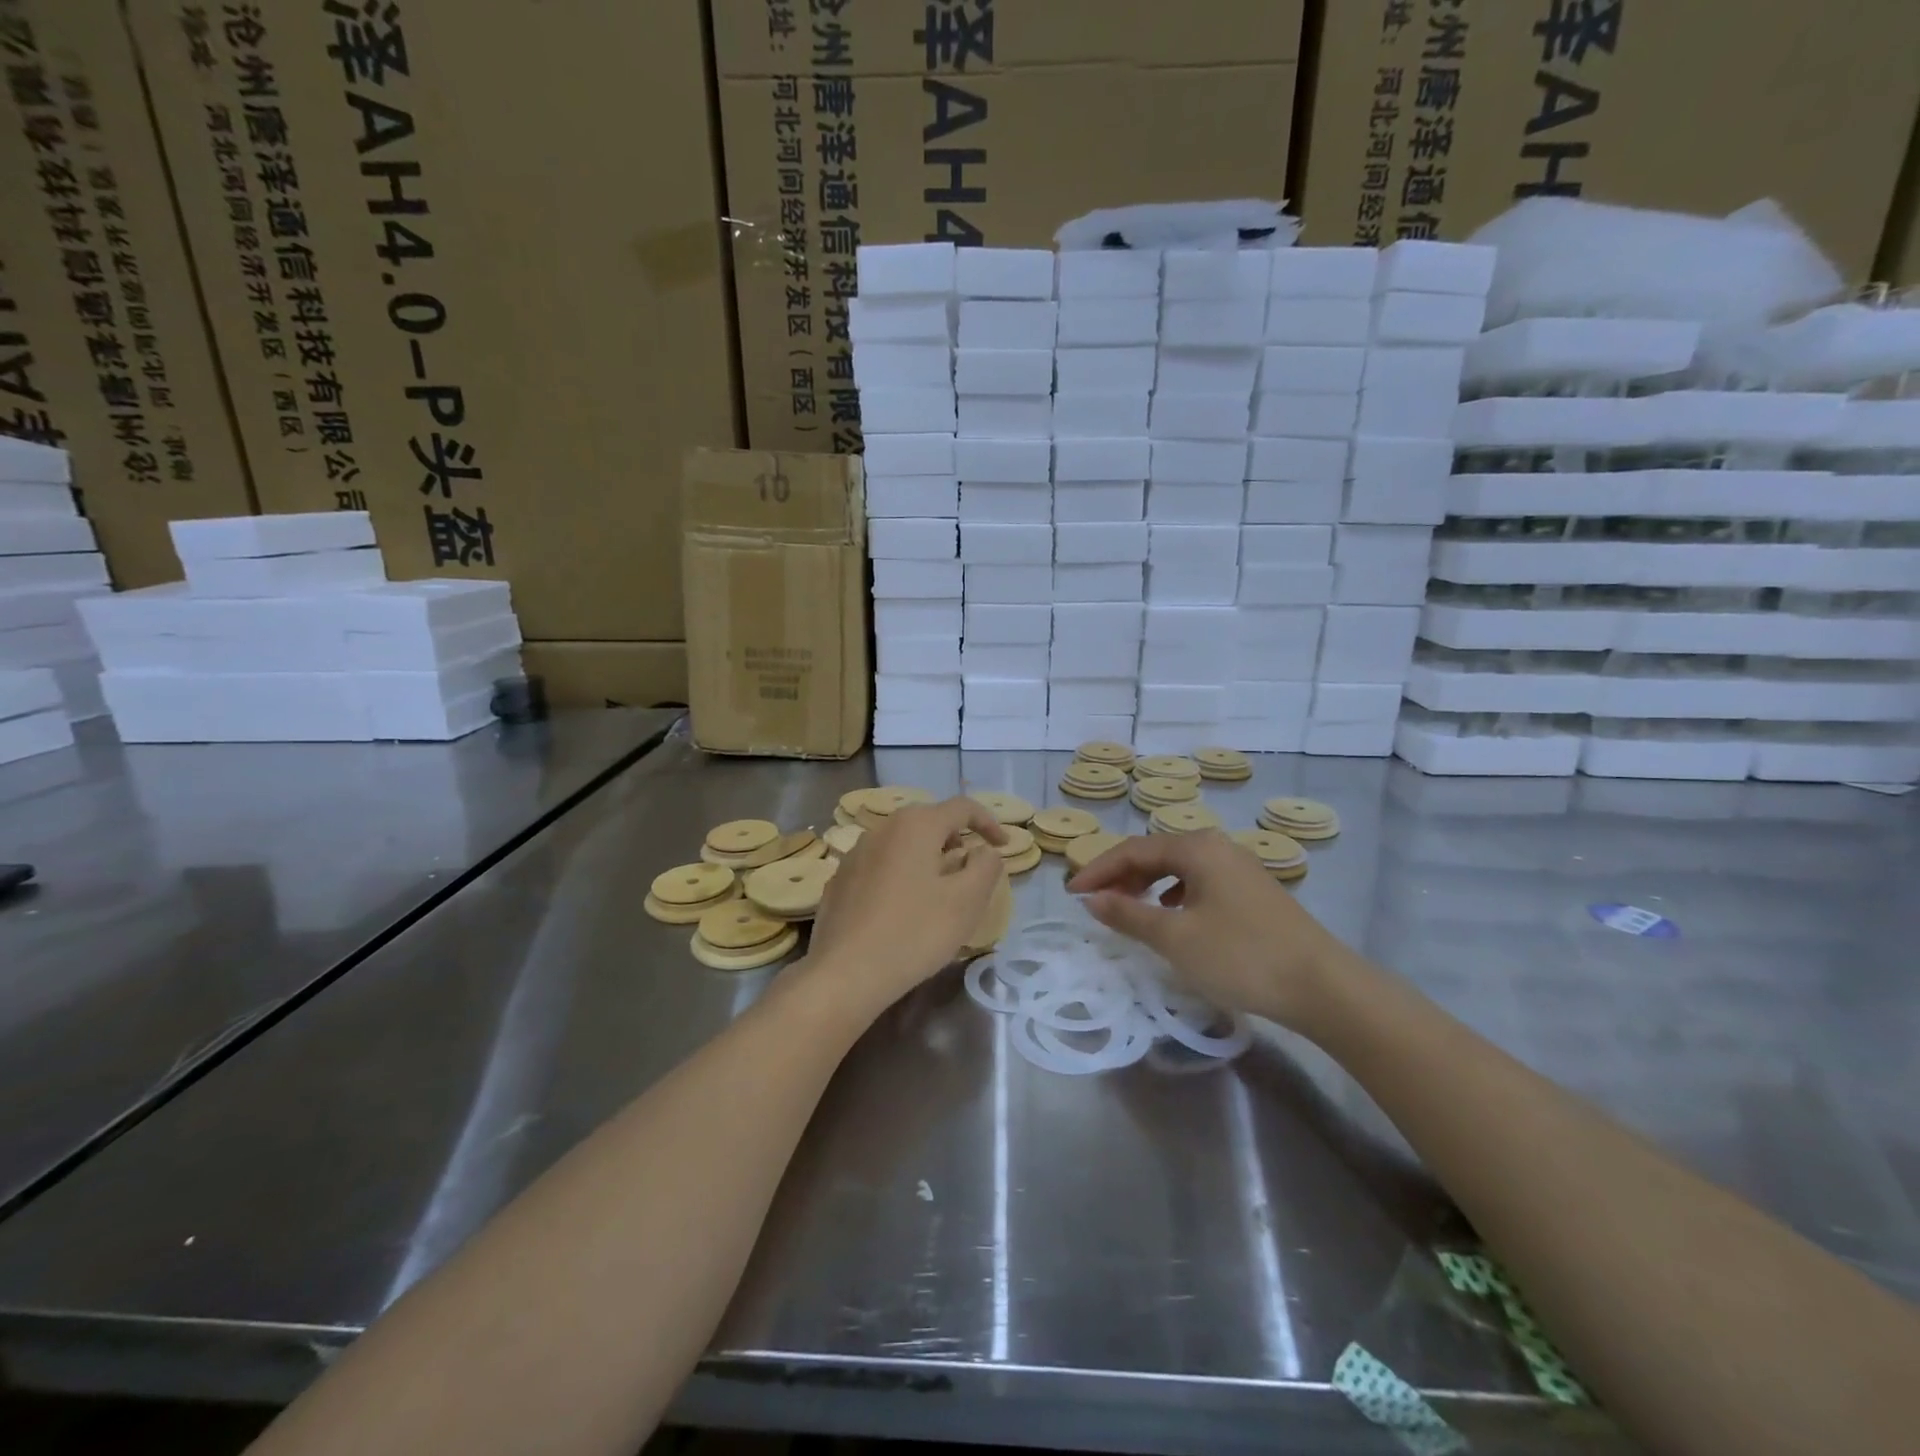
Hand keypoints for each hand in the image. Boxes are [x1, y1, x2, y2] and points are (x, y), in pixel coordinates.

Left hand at [807, 797, 1007, 1006]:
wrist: (845, 973)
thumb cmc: (915, 933)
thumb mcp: (966, 901)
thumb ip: (985, 867)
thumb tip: (984, 851)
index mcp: (916, 825)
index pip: (962, 807)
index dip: (988, 822)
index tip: (1004, 846)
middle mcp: (882, 829)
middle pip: (929, 821)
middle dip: (956, 838)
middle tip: (971, 867)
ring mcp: (855, 853)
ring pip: (902, 843)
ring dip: (927, 857)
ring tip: (939, 888)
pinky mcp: (840, 880)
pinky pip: (880, 865)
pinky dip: (901, 874)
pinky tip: (903, 908)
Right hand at [1068, 830, 1357, 1034]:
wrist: (1323, 986)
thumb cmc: (1240, 956)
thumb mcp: (1175, 938)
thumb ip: (1128, 914)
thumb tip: (1093, 899)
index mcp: (1196, 847)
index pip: (1132, 850)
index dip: (1098, 870)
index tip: (1071, 893)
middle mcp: (1218, 846)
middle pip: (1156, 853)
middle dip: (1121, 876)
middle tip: (1095, 902)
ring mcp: (1239, 867)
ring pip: (1179, 867)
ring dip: (1147, 885)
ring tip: (1128, 910)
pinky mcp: (1253, 891)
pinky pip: (1199, 882)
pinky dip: (1174, 894)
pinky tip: (1172, 917)